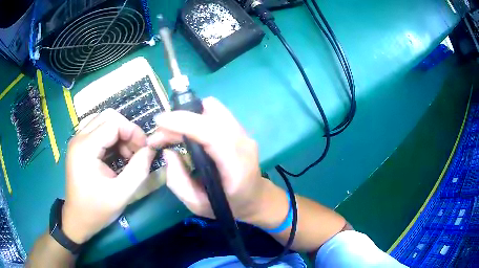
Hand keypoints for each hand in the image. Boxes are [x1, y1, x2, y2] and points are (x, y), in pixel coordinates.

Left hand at [63, 109, 155, 243]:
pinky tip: (117, 155)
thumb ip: (139, 170)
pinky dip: (112, 138)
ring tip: (127, 155)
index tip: (145, 150)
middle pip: (108, 116)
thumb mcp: (121, 194)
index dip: (133, 132)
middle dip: (127, 130)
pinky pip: (98, 130)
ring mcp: (77, 141)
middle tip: (137, 151)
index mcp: (85, 148)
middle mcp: (79, 138)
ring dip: (119, 134)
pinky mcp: (79, 146)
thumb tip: (151, 149)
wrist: (78, 219)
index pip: (113, 123)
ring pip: (103, 121)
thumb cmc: (97, 210)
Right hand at [147, 97, 268, 221]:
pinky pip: (216, 112)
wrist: (255, 198)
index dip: (183, 122)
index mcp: (236, 166)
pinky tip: (188, 131)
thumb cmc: (227, 206)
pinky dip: (197, 116)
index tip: (159, 122)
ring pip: (213, 108)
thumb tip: (167, 151)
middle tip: (160, 136)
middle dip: (179, 120)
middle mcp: (243, 143)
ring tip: (173, 132)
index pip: (211, 133)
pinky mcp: (240, 129)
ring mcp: (244, 133)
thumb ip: (178, 181)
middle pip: (210, 115)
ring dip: (188, 116)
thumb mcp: (197, 204)